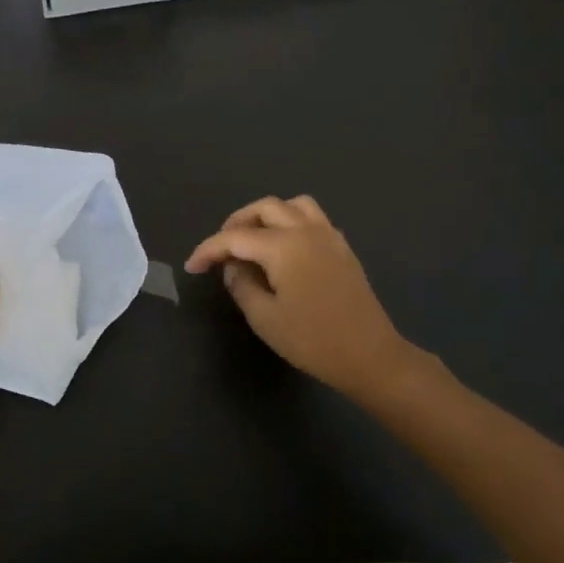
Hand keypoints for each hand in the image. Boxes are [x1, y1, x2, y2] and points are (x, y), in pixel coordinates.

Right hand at [185, 195, 420, 401]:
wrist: (371, 356)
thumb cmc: (313, 340)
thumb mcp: (265, 318)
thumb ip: (241, 286)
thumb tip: (233, 268)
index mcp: (283, 246)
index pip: (235, 238)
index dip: (209, 250)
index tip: (192, 266)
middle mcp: (306, 230)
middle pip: (264, 208)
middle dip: (237, 223)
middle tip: (222, 249)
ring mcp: (329, 235)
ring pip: (292, 205)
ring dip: (267, 216)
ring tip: (253, 240)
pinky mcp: (342, 248)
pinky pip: (312, 218)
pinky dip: (291, 223)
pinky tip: (285, 250)